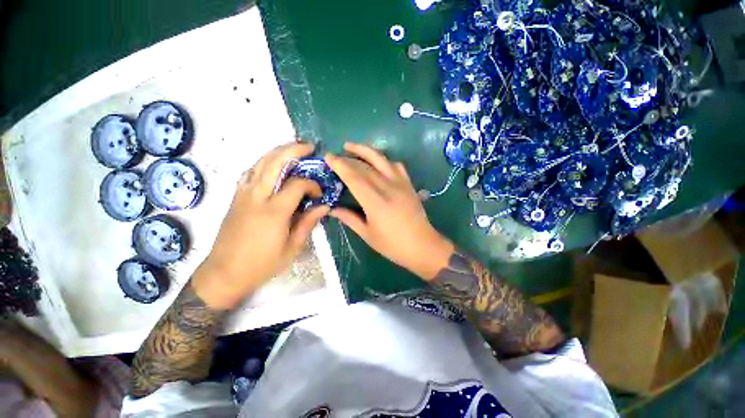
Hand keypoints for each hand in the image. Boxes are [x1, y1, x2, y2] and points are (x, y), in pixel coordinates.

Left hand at [193, 142, 328, 308]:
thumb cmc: (262, 264)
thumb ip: (308, 222)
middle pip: (274, 162)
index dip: (312, 184)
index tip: (319, 193)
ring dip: (278, 152)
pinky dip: (264, 163)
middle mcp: (256, 197)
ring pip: (260, 162)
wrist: (224, 273)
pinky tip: (273, 166)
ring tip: (294, 150)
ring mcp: (242, 194)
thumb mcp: (292, 247)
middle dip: (293, 150)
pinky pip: (251, 172)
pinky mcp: (235, 196)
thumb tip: (324, 206)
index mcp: (274, 212)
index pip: (297, 184)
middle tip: (309, 147)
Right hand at [325, 143, 453, 280]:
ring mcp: (400, 183)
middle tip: (335, 156)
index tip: (328, 157)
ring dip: (365, 151)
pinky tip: (378, 162)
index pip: (354, 177)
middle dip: (347, 158)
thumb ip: (349, 218)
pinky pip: (396, 165)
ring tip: (351, 147)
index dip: (340, 165)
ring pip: (381, 159)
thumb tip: (332, 208)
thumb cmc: (393, 244)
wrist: (422, 245)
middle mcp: (387, 187)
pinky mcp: (408, 184)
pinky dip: (384, 160)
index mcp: (375, 202)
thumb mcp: (367, 234)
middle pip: (364, 167)